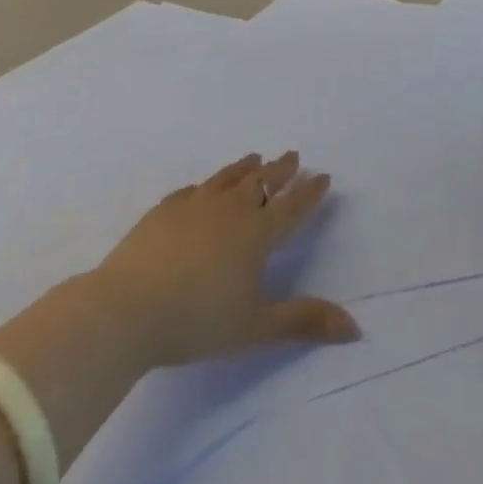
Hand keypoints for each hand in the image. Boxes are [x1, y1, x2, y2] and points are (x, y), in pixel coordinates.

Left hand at [93, 151, 359, 368]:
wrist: (127, 308)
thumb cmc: (197, 321)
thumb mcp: (255, 327)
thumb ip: (303, 322)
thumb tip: (355, 327)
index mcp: (257, 233)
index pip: (292, 206)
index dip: (309, 192)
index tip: (323, 176)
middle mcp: (230, 209)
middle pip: (262, 182)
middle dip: (281, 170)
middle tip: (293, 156)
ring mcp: (194, 205)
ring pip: (228, 178)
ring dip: (245, 168)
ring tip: (255, 157)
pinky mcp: (164, 210)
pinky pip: (192, 190)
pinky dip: (205, 185)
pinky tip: (202, 187)